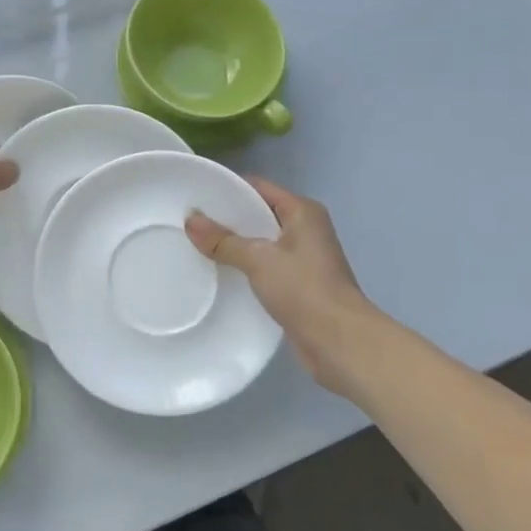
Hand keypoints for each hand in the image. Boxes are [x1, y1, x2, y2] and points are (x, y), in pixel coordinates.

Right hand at [186, 177, 387, 396]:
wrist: (341, 343)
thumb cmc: (304, 289)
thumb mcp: (259, 260)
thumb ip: (223, 240)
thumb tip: (190, 220)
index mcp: (303, 211)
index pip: (259, 187)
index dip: (228, 188)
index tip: (196, 194)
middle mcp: (306, 229)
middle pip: (259, 214)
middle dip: (227, 218)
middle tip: (190, 221)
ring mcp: (304, 258)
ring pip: (261, 243)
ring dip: (235, 245)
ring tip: (197, 245)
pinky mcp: (298, 285)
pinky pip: (265, 267)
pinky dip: (245, 267)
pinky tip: (219, 273)